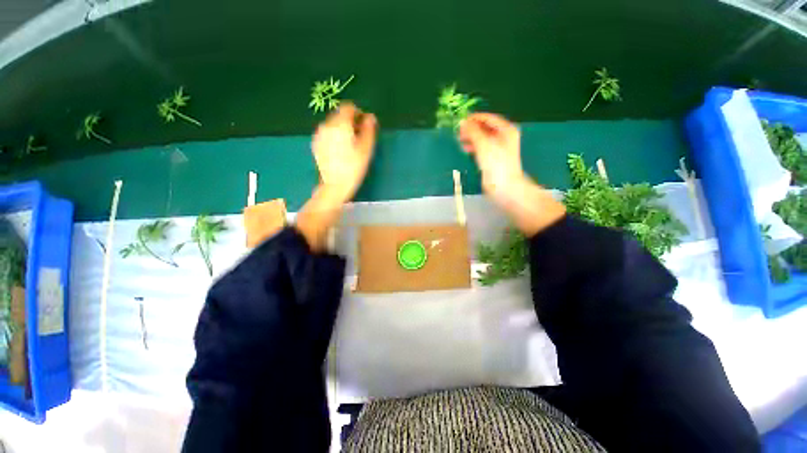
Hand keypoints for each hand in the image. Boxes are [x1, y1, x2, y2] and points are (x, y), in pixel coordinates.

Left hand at [297, 103, 376, 250]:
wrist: (334, 186)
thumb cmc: (353, 168)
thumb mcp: (366, 149)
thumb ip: (369, 130)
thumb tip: (370, 117)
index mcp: (340, 124)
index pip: (349, 107)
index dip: (358, 113)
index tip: (365, 126)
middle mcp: (326, 125)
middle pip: (340, 115)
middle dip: (350, 122)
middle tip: (359, 138)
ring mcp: (319, 135)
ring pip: (333, 124)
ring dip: (342, 129)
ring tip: (350, 146)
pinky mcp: (316, 144)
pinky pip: (327, 133)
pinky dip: (335, 137)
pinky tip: (340, 151)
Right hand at [458, 113, 525, 203]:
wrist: (504, 186)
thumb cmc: (496, 163)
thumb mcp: (483, 144)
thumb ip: (473, 132)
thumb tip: (463, 122)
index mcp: (506, 130)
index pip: (488, 118)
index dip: (475, 118)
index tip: (461, 121)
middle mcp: (503, 137)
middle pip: (485, 128)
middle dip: (472, 129)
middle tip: (459, 132)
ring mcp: (498, 148)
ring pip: (482, 138)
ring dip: (471, 138)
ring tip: (460, 140)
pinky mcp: (493, 158)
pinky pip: (482, 148)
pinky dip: (474, 147)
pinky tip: (466, 149)